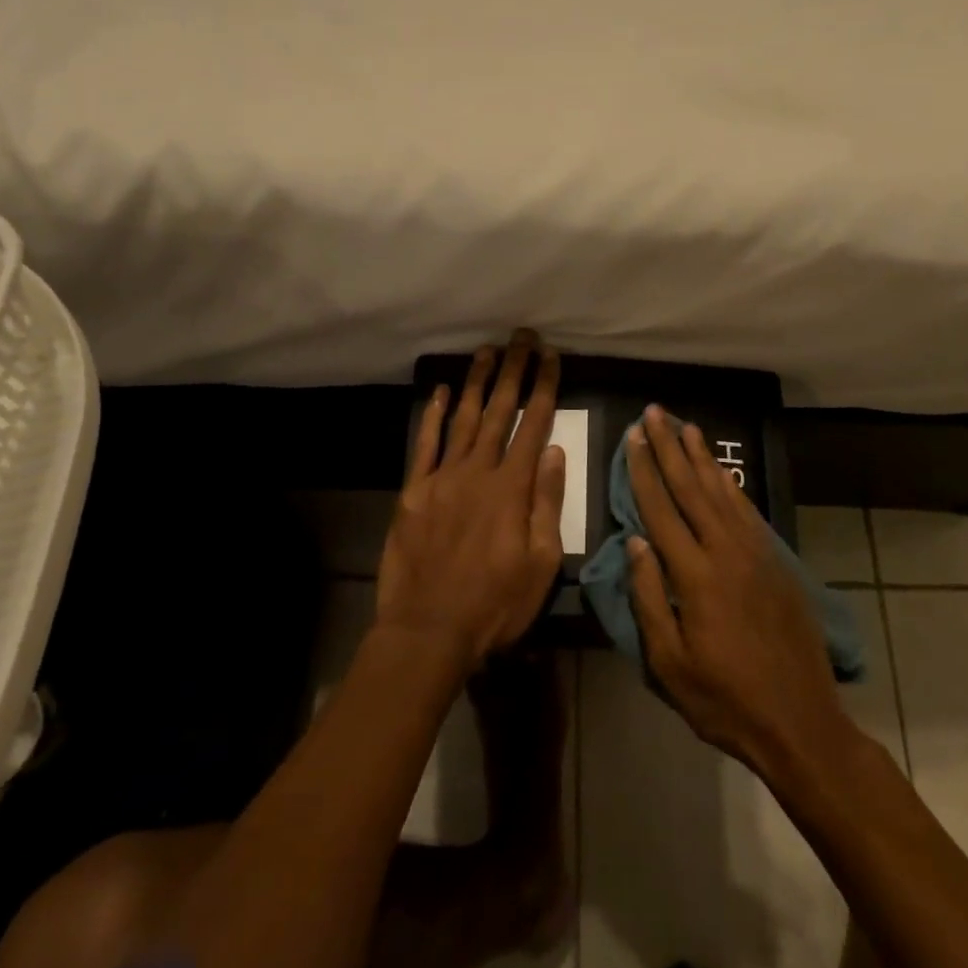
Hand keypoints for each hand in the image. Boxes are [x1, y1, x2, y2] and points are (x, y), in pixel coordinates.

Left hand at [376, 332, 566, 672]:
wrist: (428, 630)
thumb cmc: (495, 604)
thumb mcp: (540, 563)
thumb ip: (546, 502)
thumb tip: (554, 451)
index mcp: (512, 488)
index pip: (535, 425)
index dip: (544, 386)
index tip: (551, 356)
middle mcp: (477, 471)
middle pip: (500, 411)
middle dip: (513, 371)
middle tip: (521, 337)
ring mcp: (442, 478)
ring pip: (464, 419)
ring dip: (477, 382)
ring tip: (487, 351)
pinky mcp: (414, 491)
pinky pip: (425, 444)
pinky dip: (435, 415)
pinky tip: (443, 391)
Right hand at [626, 405, 856, 776]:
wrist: (800, 721)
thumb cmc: (724, 699)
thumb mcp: (669, 662)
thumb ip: (648, 598)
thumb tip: (636, 541)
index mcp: (694, 575)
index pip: (660, 508)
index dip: (644, 470)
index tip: (633, 436)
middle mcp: (725, 551)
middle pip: (690, 488)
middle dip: (669, 447)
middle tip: (654, 412)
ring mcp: (755, 554)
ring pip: (721, 491)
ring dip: (701, 456)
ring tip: (686, 426)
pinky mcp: (775, 562)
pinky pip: (747, 511)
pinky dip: (731, 485)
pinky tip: (721, 471)